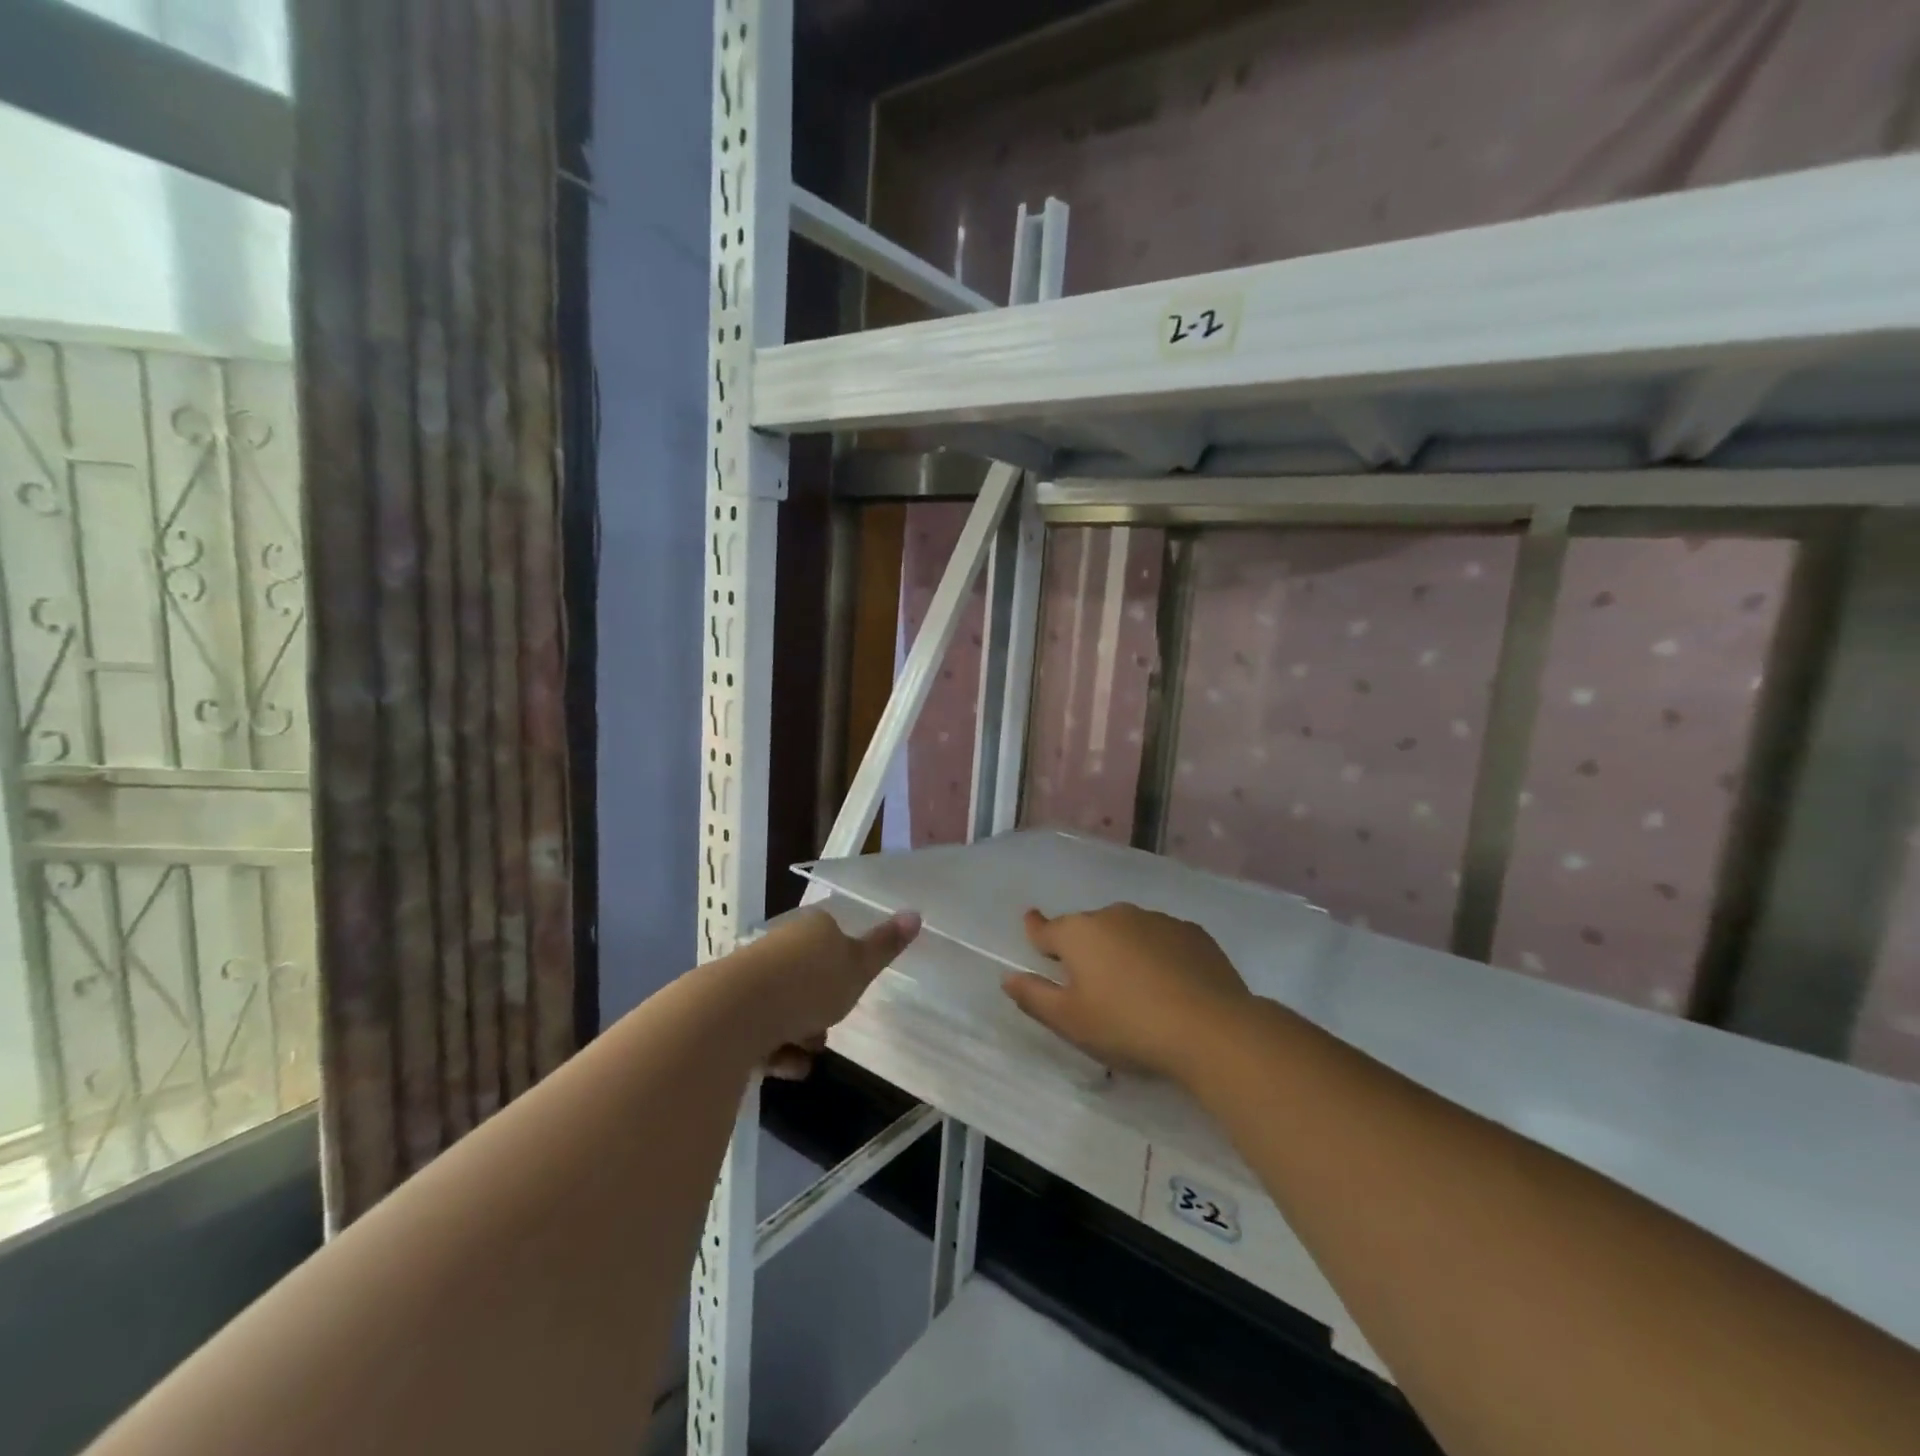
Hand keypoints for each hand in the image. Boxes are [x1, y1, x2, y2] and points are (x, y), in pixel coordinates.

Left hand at [730, 907, 920, 1078]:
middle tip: (827, 1028)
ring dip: (800, 1036)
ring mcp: (751, 977)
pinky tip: (781, 1065)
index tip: (851, 992)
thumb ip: (885, 946)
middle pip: (811, 980)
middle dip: (821, 1011)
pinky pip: (761, 1031)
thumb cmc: (807, 985)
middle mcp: (780, 947)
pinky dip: (774, 1051)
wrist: (732, 1014)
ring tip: (801, 1054)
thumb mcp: (857, 967)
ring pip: (787, 1009)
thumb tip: (916, 913)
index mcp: (811, 929)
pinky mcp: (729, 1011)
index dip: (846, 970)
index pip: (834, 941)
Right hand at [1002, 904, 1251, 1079]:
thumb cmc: (1127, 1026)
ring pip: (1127, 931)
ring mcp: (1156, 920)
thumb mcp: (1070, 1021)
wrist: (1209, 1028)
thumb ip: (1034, 997)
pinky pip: (1162, 939)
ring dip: (1123, 950)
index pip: (1047, 928)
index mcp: (1079, 934)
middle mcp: (1114, 915)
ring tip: (1134, 988)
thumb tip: (1008, 977)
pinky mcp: (1192, 933)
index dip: (1036, 929)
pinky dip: (1158, 954)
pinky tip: (1169, 984)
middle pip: (1089, 929)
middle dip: (1085, 948)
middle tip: (1091, 982)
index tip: (1031, 923)